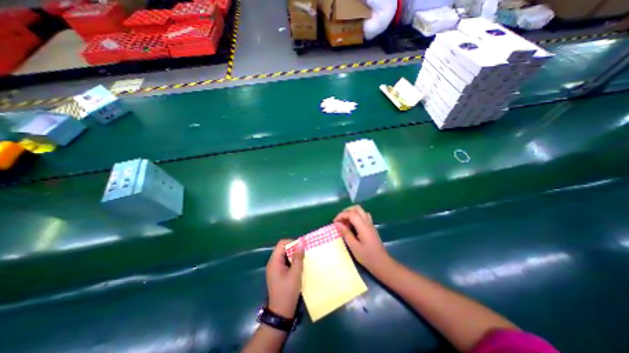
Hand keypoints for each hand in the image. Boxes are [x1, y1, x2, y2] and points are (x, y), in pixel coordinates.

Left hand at [264, 240, 304, 316]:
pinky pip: (284, 262)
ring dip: (293, 255)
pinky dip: (291, 261)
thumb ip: (298, 256)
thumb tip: (301, 242)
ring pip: (284, 255)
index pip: (282, 243)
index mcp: (274, 261)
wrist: (281, 312)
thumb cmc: (288, 291)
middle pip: (282, 248)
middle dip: (293, 248)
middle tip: (304, 253)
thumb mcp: (296, 273)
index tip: (302, 247)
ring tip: (302, 259)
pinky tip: (298, 267)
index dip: (292, 242)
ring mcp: (274, 269)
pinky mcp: (277, 274)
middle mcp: (272, 263)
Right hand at [334, 205, 388, 271]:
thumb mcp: (353, 246)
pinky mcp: (371, 227)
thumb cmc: (367, 256)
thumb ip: (346, 233)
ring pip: (361, 211)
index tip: (334, 222)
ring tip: (345, 222)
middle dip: (346, 211)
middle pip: (357, 208)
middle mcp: (367, 222)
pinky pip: (363, 216)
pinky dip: (356, 216)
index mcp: (363, 226)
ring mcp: (370, 224)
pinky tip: (352, 225)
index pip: (351, 213)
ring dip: (351, 213)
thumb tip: (337, 223)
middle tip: (339, 220)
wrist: (382, 263)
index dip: (341, 215)